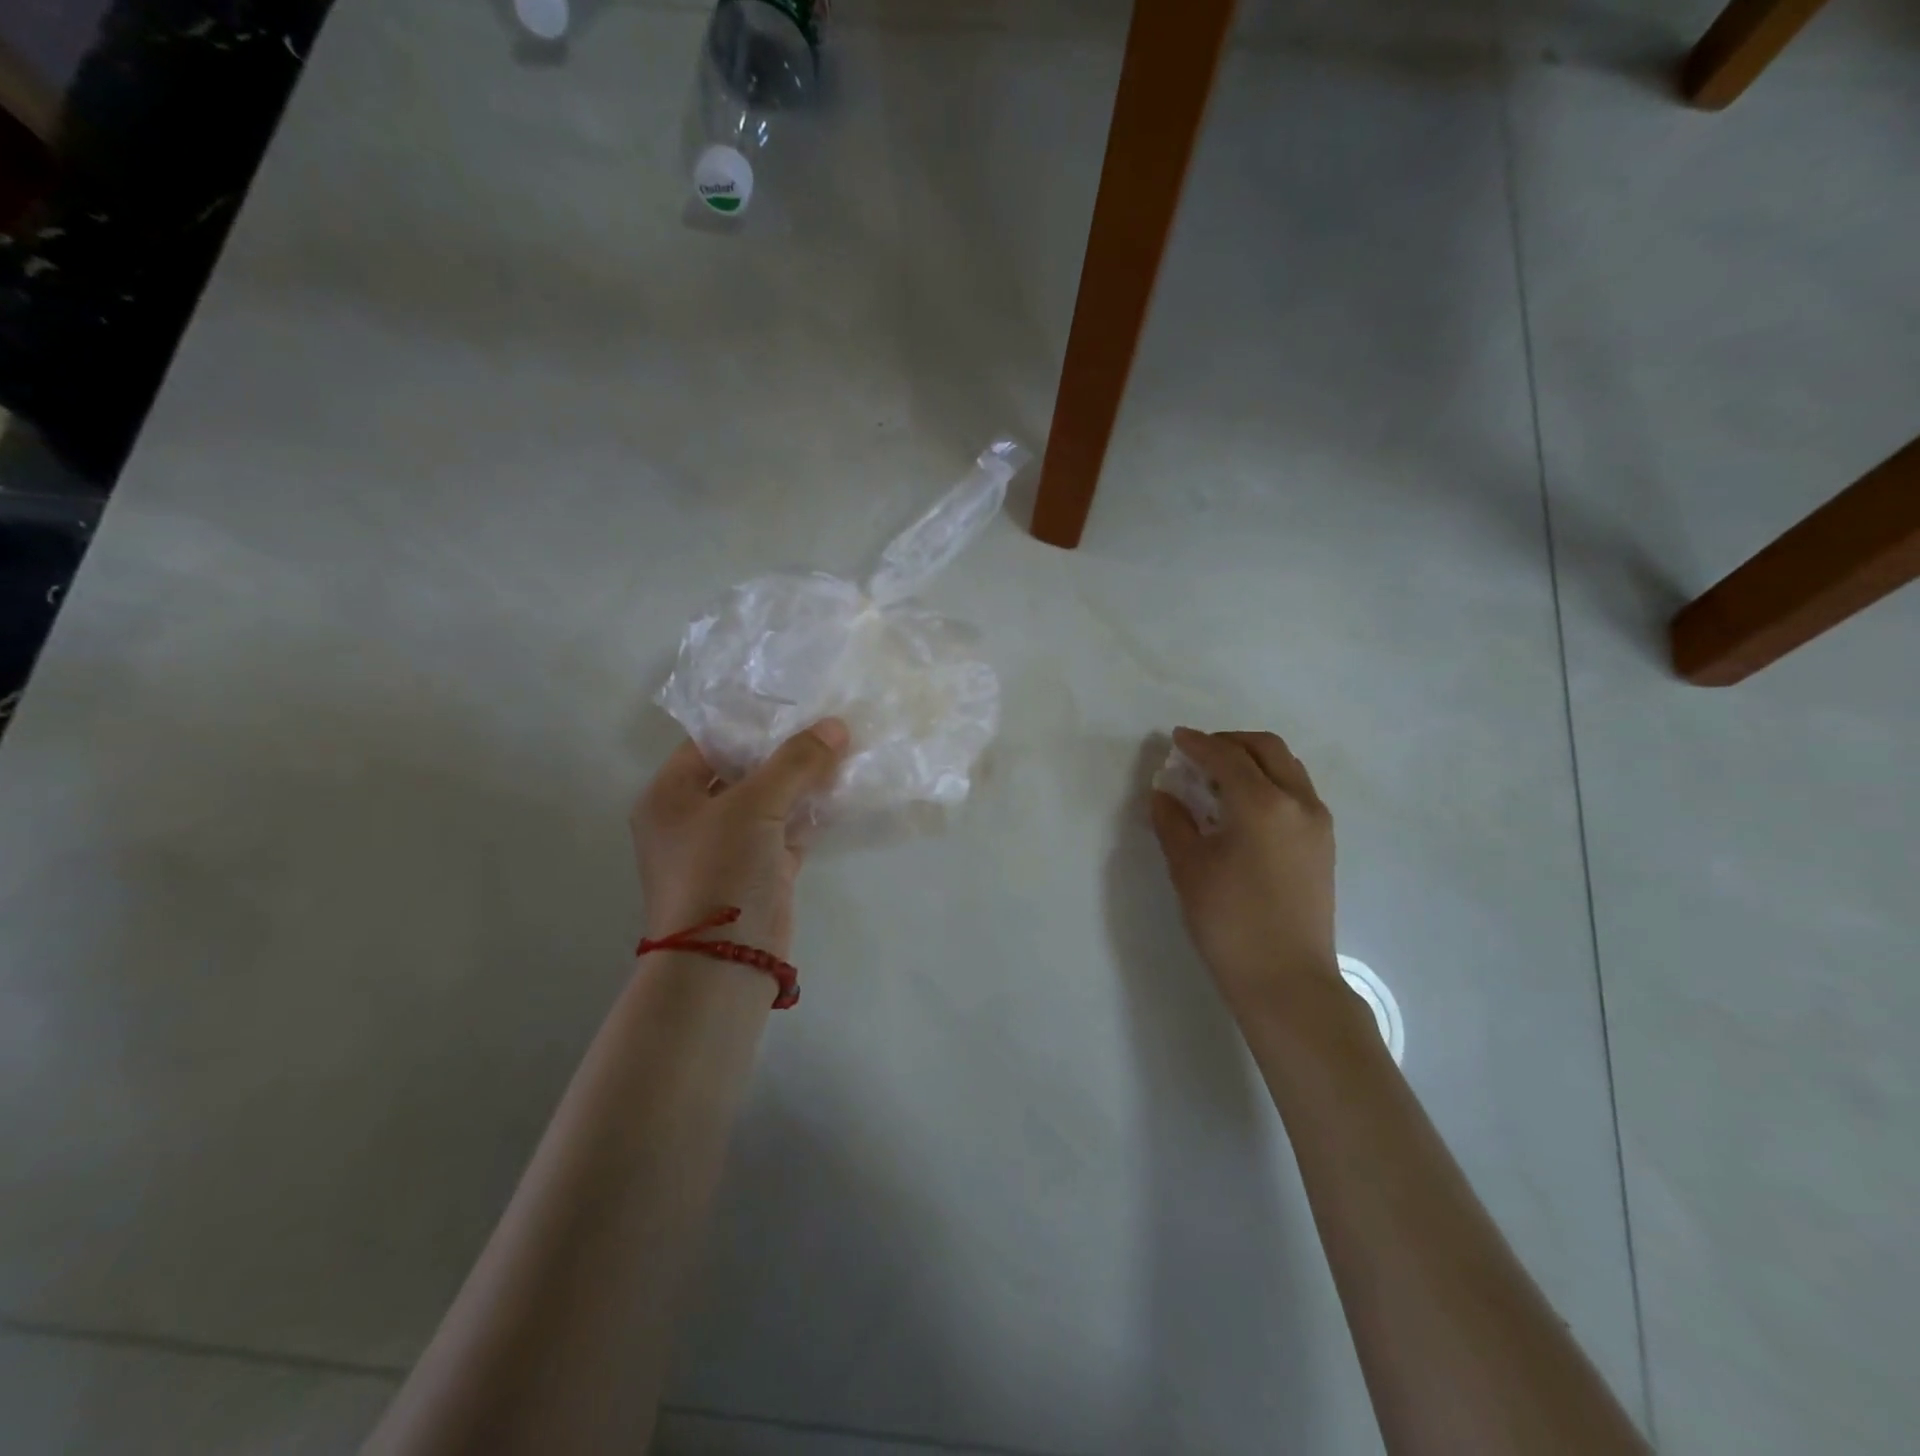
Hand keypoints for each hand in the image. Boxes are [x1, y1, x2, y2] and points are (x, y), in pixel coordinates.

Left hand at [632, 720, 849, 959]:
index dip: (752, 721)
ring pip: (769, 801)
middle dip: (785, 750)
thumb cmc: (721, 870)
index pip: (710, 741)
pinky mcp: (758, 870)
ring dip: (803, 781)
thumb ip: (796, 762)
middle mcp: (693, 817)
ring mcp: (727, 846)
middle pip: (743, 769)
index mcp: (671, 795)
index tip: (795, 701)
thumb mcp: (754, 806)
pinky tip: (843, 791)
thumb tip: (836, 726)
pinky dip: (811, 814)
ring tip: (843, 748)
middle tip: (827, 722)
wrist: (723, 963)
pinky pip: (787, 830)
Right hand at [1150, 727, 1341, 1017]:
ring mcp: (1318, 823)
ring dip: (1253, 760)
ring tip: (1220, 777)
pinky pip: (1297, 791)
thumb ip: (1173, 821)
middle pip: (1267, 749)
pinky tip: (1244, 806)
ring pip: (1287, 768)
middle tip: (1199, 753)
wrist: (1286, 979)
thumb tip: (1164, 792)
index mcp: (1263, 804)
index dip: (1198, 744)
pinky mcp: (1324, 844)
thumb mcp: (1188, 867)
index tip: (1176, 739)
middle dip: (1230, 742)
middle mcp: (1298, 802)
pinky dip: (1269, 782)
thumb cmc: (1229, 921)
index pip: (1226, 756)